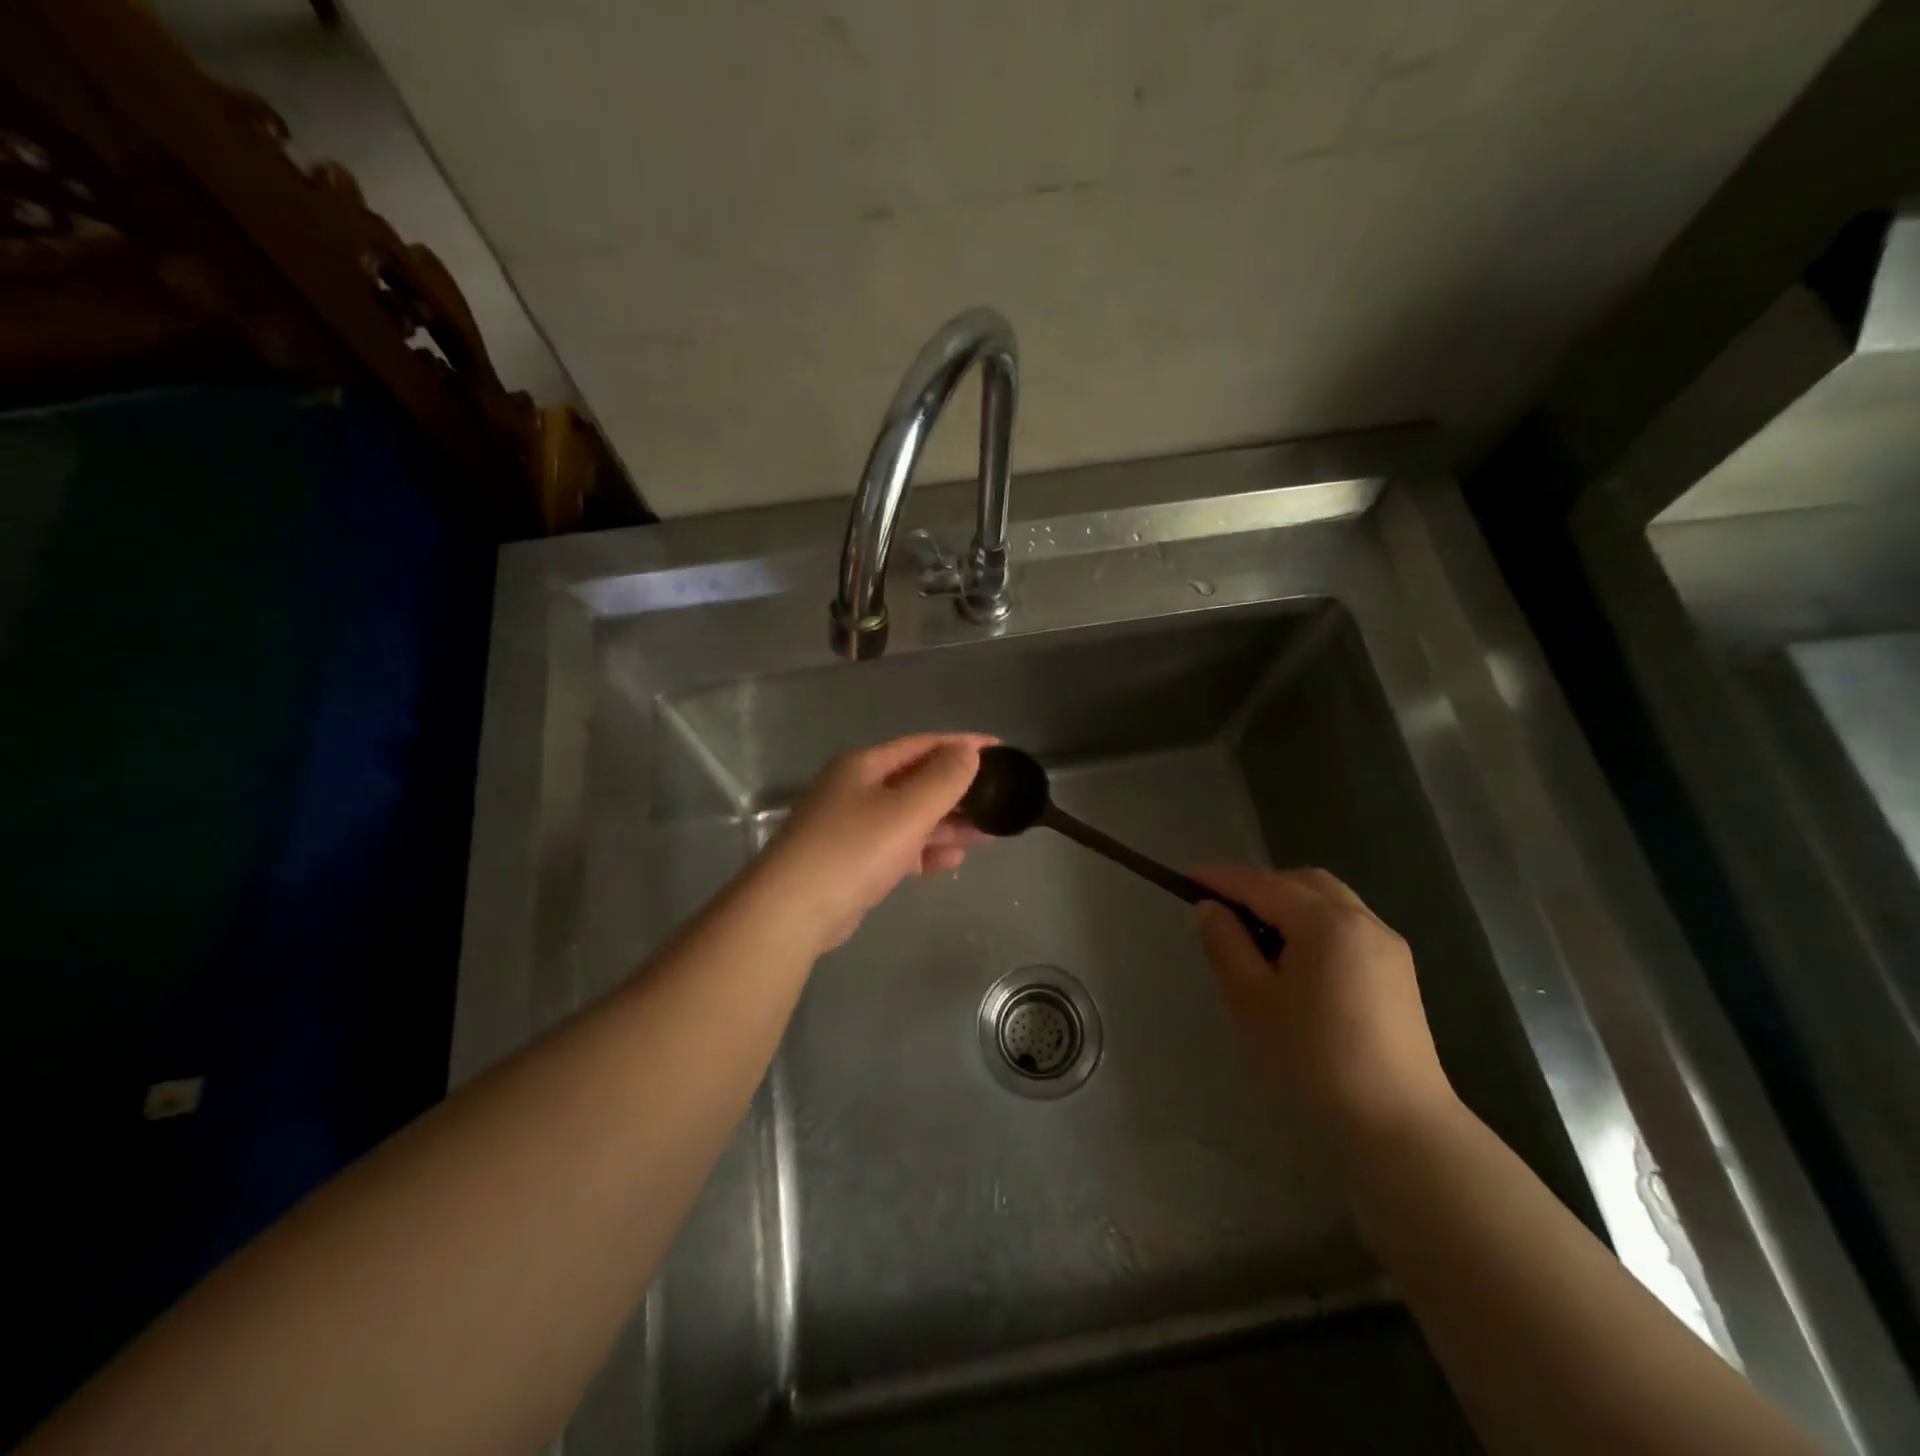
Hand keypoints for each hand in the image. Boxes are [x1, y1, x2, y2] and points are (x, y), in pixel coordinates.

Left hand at [751, 733, 993, 951]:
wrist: (792, 911)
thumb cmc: (852, 849)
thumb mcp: (906, 810)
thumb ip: (943, 779)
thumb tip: (969, 750)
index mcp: (864, 766)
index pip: (923, 745)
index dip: (963, 745)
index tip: (1002, 751)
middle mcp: (857, 789)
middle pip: (917, 781)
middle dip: (958, 791)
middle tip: (999, 799)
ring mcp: (853, 827)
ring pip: (910, 817)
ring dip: (947, 824)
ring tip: (988, 833)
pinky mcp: (853, 862)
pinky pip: (898, 847)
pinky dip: (924, 851)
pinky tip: (952, 861)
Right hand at [1192, 866, 1456, 1141]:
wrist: (1397, 1128)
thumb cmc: (1312, 1059)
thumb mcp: (1251, 1000)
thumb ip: (1226, 944)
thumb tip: (1211, 909)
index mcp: (1326, 922)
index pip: (1262, 885)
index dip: (1221, 878)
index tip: (1185, 877)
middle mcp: (1363, 921)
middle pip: (1303, 883)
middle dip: (1260, 886)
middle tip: (1223, 909)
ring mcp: (1387, 946)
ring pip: (1329, 902)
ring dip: (1289, 905)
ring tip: (1255, 936)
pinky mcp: (1398, 974)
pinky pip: (1347, 927)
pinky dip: (1314, 925)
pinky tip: (1295, 961)